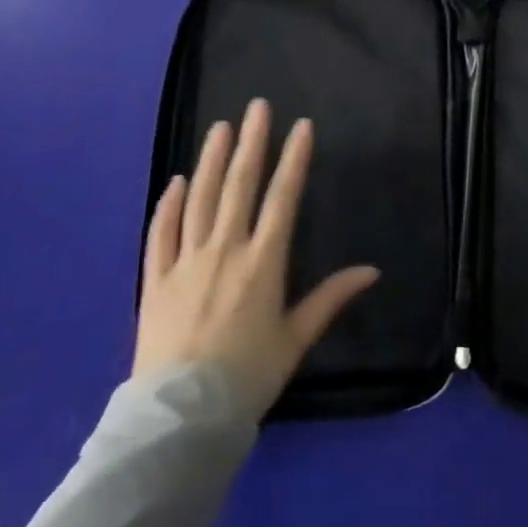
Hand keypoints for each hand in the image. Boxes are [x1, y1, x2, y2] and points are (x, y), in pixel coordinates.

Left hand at [134, 98, 379, 416]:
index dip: (293, 159)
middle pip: (240, 186)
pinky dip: (169, 205)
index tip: (301, 126)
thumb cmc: (248, 378)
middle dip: (252, 142)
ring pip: (200, 199)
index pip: (283, 198)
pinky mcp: (155, 281)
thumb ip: (331, 299)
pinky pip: (161, 233)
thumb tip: (372, 271)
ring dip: (212, 160)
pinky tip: (177, 181)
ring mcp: (186, 262)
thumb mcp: (296, 339)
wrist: (181, 420)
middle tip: (257, 106)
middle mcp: (225, 250)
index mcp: (263, 262)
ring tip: (220, 128)